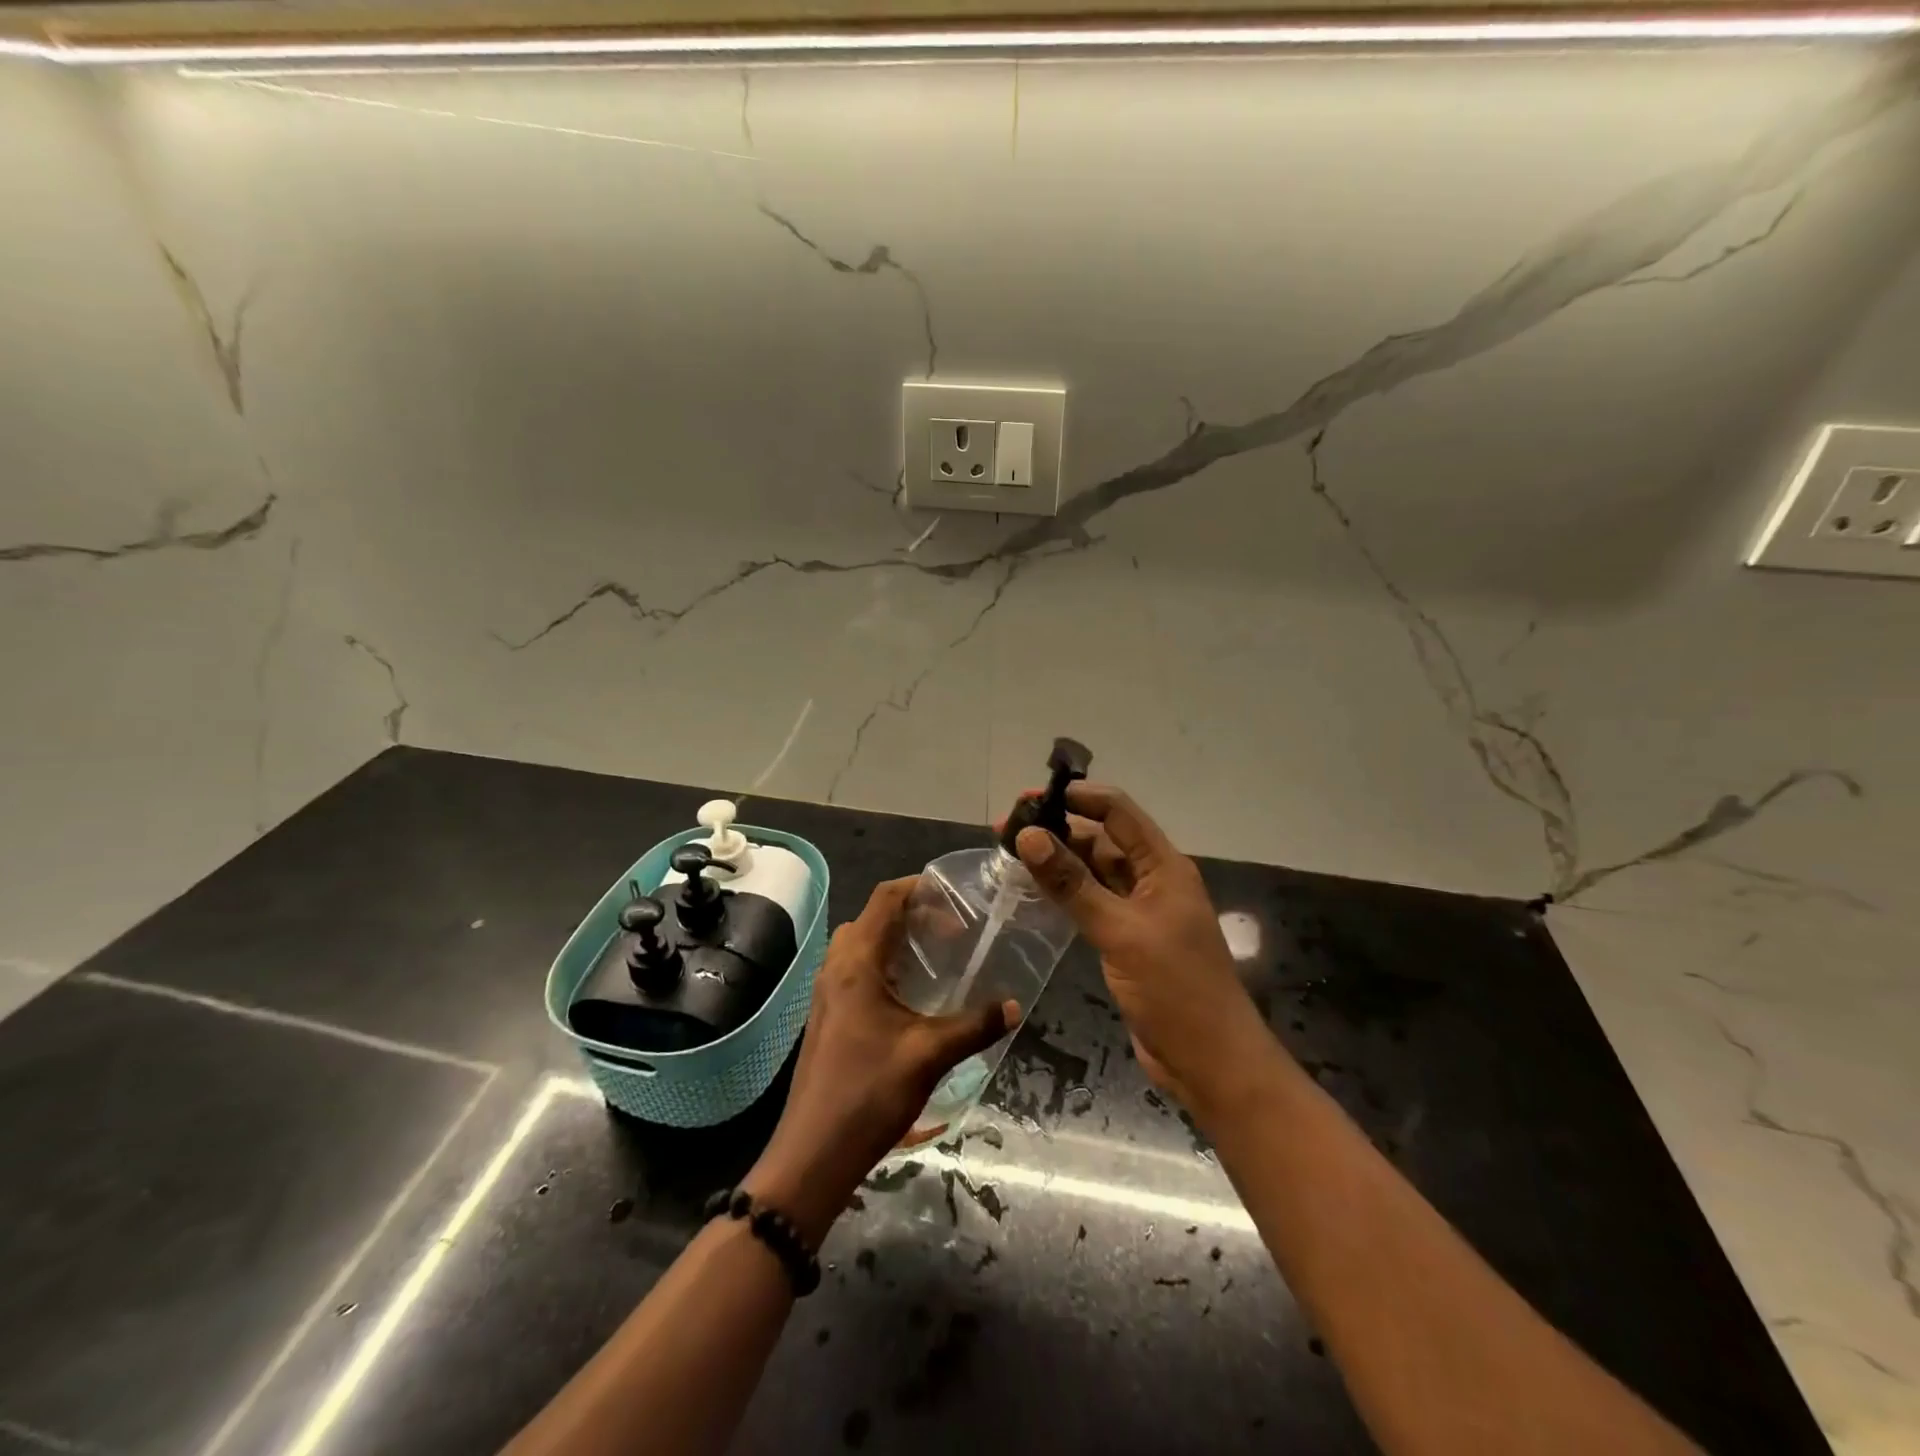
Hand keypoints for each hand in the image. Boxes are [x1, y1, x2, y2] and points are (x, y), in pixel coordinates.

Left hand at [743, 878, 1016, 1245]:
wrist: (813, 1153)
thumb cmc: (869, 1094)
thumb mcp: (930, 1055)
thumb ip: (975, 1025)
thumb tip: (1015, 1005)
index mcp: (856, 963)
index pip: (884, 899)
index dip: (918, 888)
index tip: (955, 898)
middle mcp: (836, 967)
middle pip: (872, 918)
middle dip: (911, 914)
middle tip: (951, 932)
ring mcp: (826, 992)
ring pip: (861, 944)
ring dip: (896, 940)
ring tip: (935, 958)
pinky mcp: (828, 1015)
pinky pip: (855, 969)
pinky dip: (884, 964)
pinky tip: (911, 995)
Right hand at [1011, 784, 1268, 1116]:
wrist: (1211, 1063)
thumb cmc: (1175, 990)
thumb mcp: (1120, 932)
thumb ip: (1073, 884)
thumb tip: (1028, 835)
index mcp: (1163, 867)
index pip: (1118, 813)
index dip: (1078, 797)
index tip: (1030, 799)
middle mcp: (1152, 881)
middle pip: (1103, 839)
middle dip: (1059, 828)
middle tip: (1006, 828)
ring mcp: (1140, 912)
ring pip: (1095, 872)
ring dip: (1059, 860)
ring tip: (1011, 853)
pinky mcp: (1127, 940)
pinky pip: (1092, 903)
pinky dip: (1065, 893)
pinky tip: (1035, 891)